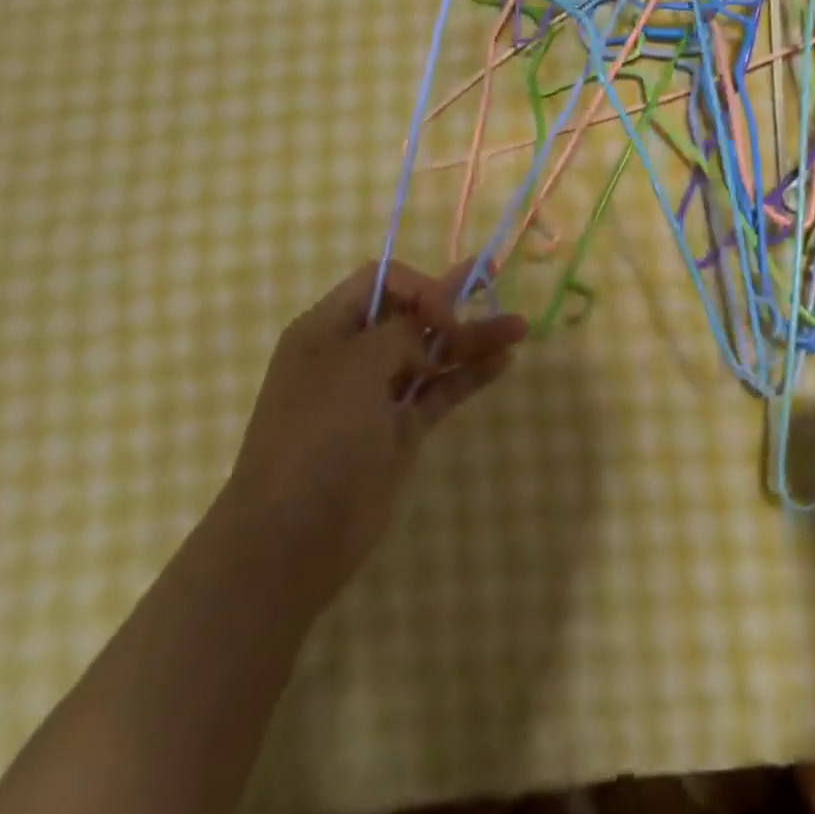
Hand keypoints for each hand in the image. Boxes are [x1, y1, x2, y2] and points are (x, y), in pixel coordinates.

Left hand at [224, 259, 526, 584]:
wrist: (295, 534)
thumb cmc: (318, 434)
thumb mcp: (354, 365)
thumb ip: (398, 333)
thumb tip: (425, 335)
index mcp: (327, 330)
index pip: (380, 282)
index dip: (419, 287)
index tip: (444, 315)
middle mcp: (354, 354)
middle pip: (412, 313)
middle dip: (454, 299)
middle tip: (495, 279)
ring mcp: (380, 393)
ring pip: (434, 353)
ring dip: (473, 338)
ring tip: (519, 327)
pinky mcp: (402, 428)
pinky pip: (441, 390)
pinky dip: (470, 375)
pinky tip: (503, 362)